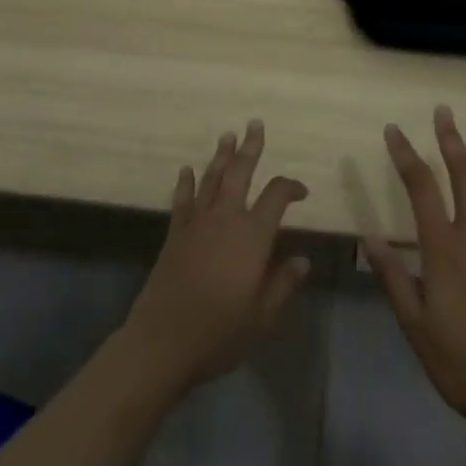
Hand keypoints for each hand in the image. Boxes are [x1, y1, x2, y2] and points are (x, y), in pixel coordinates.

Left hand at [122, 119, 311, 395]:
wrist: (163, 341)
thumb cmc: (220, 332)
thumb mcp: (262, 316)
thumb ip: (283, 283)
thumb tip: (302, 259)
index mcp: (253, 235)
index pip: (276, 196)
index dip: (291, 187)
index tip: (301, 192)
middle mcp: (226, 218)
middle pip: (240, 173)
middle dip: (250, 147)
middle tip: (254, 124)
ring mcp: (197, 223)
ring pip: (212, 179)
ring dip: (221, 156)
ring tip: (227, 135)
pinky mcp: (175, 233)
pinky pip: (182, 200)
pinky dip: (185, 183)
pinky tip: (186, 170)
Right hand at [364, 106, 465, 435]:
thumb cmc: (460, 362)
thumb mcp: (414, 325)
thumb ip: (393, 278)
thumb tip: (368, 237)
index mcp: (442, 248)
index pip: (420, 188)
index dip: (405, 155)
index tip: (393, 130)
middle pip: (461, 177)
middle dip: (450, 141)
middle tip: (444, 111)